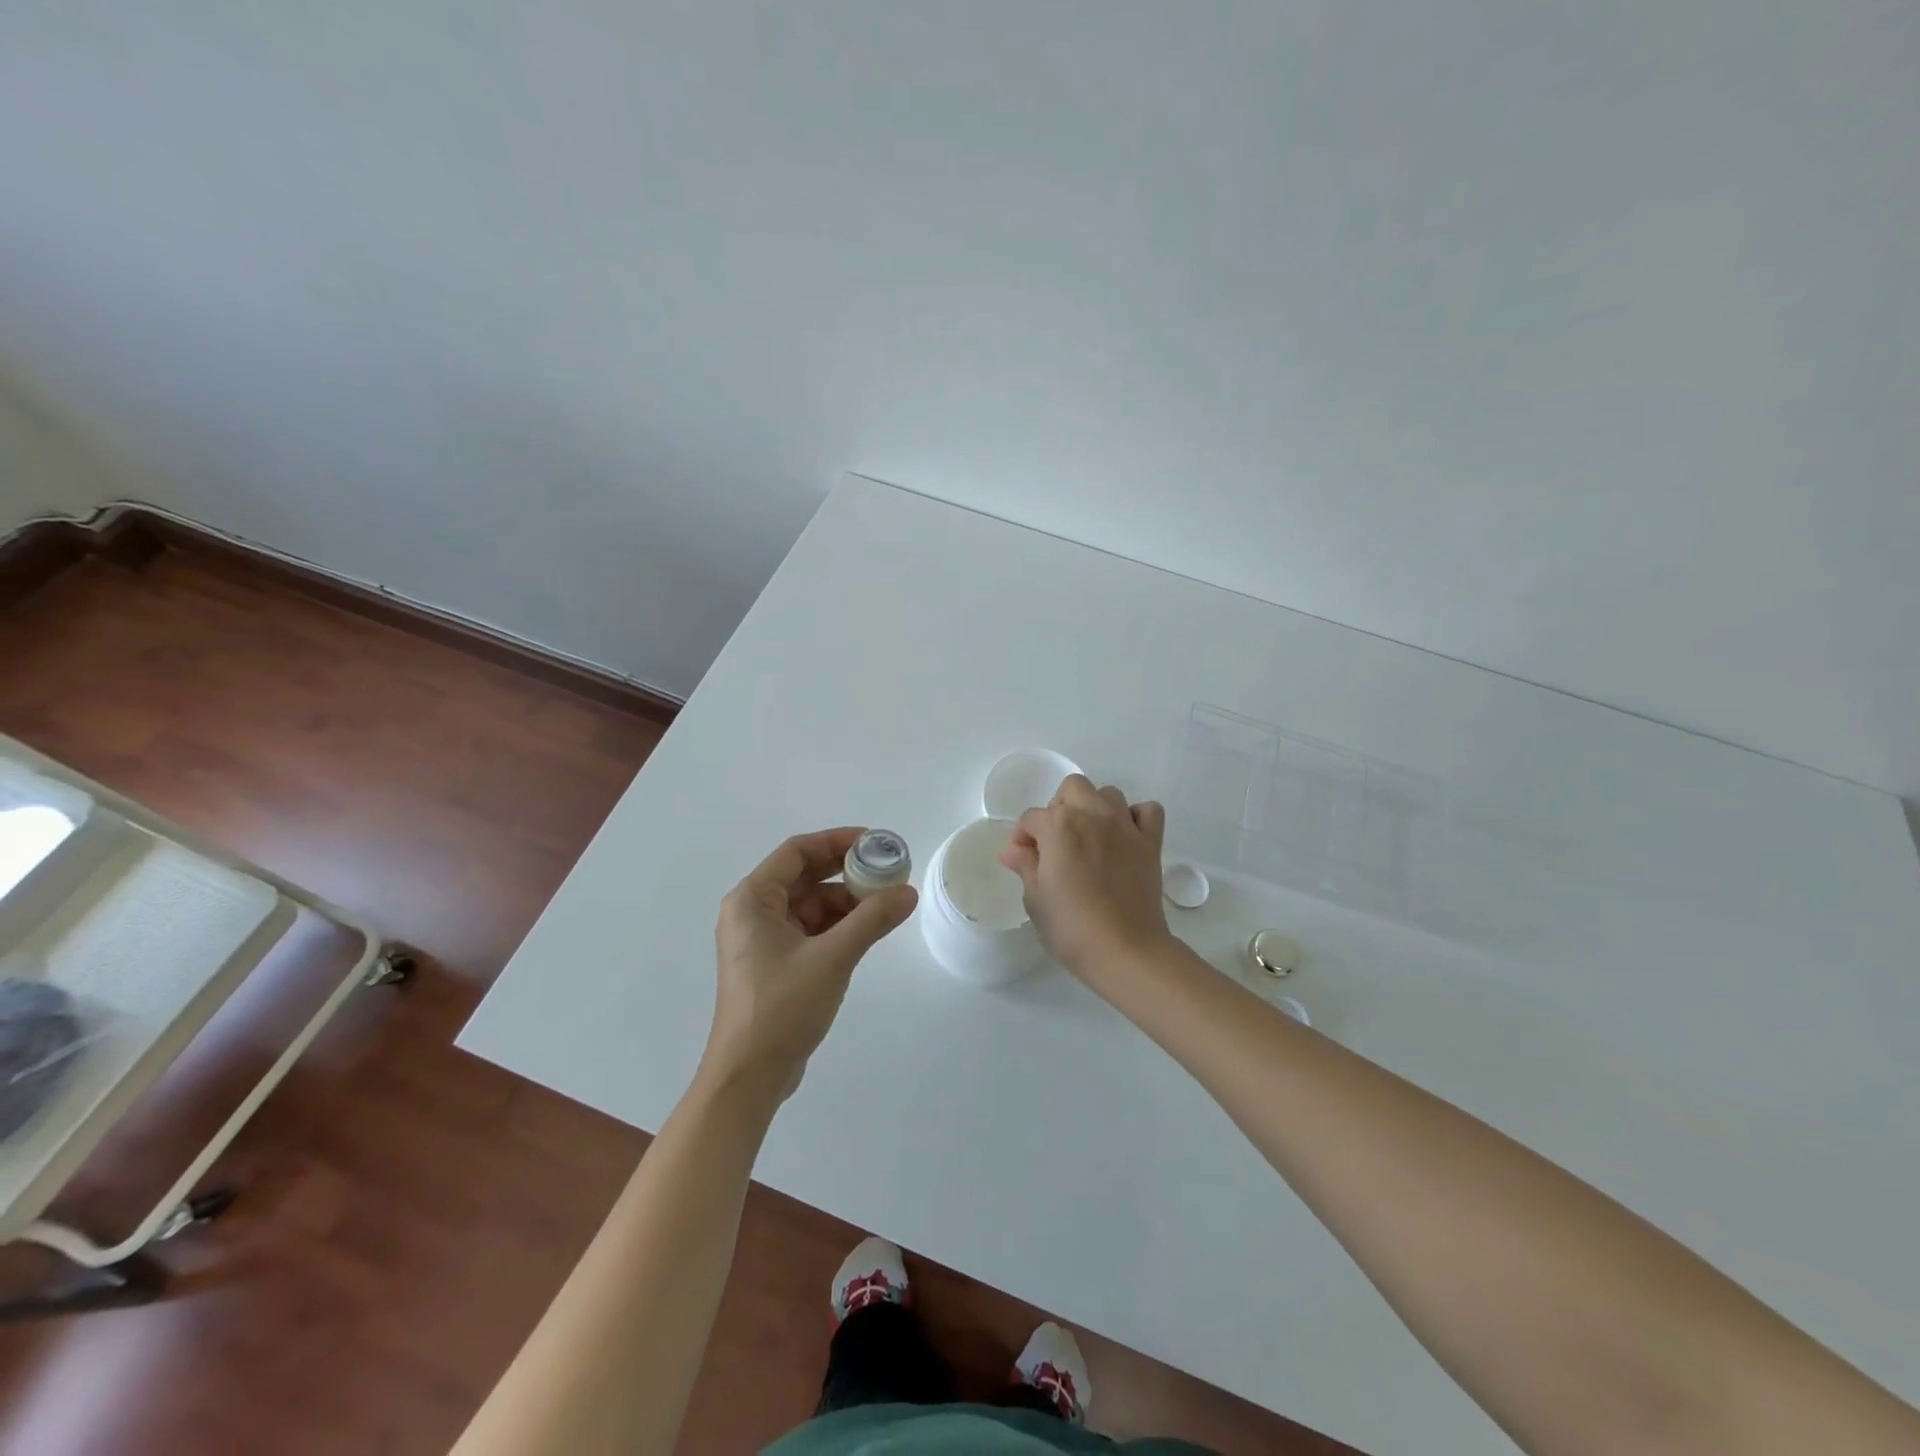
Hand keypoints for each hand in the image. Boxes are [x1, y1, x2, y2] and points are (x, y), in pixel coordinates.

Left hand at [703, 827, 916, 1106]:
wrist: (749, 1078)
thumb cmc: (781, 1008)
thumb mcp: (832, 958)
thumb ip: (872, 920)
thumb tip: (908, 892)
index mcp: (752, 900)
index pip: (797, 851)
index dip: (836, 841)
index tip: (875, 842)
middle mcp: (753, 913)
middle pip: (805, 876)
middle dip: (847, 872)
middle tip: (888, 871)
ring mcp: (764, 940)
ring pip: (812, 905)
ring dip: (847, 902)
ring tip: (887, 904)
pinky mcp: (776, 964)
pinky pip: (812, 930)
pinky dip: (839, 926)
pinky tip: (868, 930)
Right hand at [1000, 775, 1172, 975]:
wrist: (1126, 951)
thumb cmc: (1071, 928)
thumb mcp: (1036, 899)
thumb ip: (1026, 866)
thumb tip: (1013, 850)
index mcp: (1058, 826)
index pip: (1032, 817)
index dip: (1023, 837)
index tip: (1023, 858)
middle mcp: (1092, 815)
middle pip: (1072, 788)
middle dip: (1059, 807)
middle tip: (1055, 840)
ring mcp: (1125, 826)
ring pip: (1108, 794)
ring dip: (1095, 808)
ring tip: (1089, 838)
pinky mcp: (1151, 842)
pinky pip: (1147, 811)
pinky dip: (1135, 817)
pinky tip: (1125, 837)